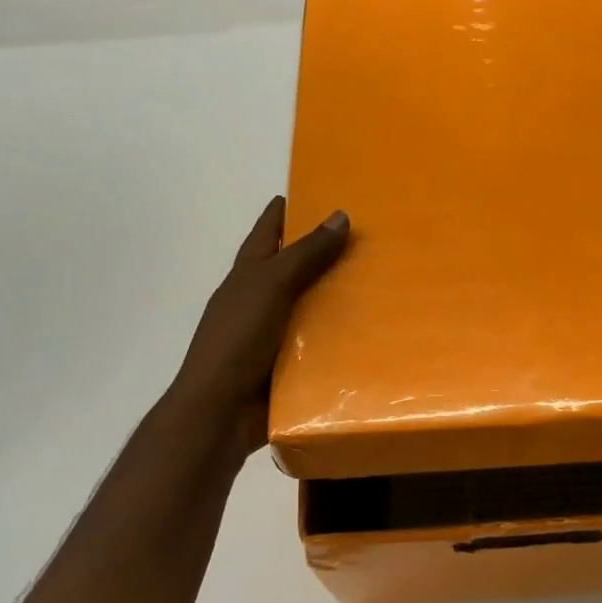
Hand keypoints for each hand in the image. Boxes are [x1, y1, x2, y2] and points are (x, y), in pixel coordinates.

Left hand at [166, 197, 349, 454]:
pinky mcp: (289, 364)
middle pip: (294, 268)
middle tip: (369, 238)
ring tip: (381, 282)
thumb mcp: (270, 286)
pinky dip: (341, 336)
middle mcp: (260, 300)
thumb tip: (340, 215)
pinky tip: (373, 331)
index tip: (314, 191)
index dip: (285, 210)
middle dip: (325, 253)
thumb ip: (304, 254)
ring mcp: (274, 333)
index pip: (268, 232)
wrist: (220, 411)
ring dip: (339, 297)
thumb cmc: (237, 339)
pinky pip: (320, 343)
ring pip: (311, 306)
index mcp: (248, 275)